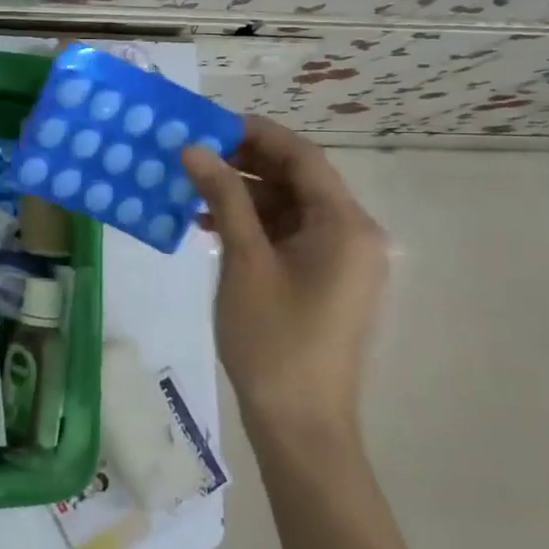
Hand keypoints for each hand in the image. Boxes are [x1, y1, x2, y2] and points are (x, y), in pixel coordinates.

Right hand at [181, 116, 388, 436]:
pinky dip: (257, 227)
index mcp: (345, 224)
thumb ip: (223, 197)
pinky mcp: (328, 282)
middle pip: (299, 180)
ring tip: (194, 191)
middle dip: (247, 163)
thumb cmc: (273, 339)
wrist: (301, 425)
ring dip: (247, 196)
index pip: (303, 156)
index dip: (257, 133)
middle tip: (196, 154)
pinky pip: (292, 237)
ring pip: (292, 208)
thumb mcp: (244, 261)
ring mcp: (343, 260)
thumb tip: (194, 149)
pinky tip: (213, 228)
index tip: (210, 123)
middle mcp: (354, 234)